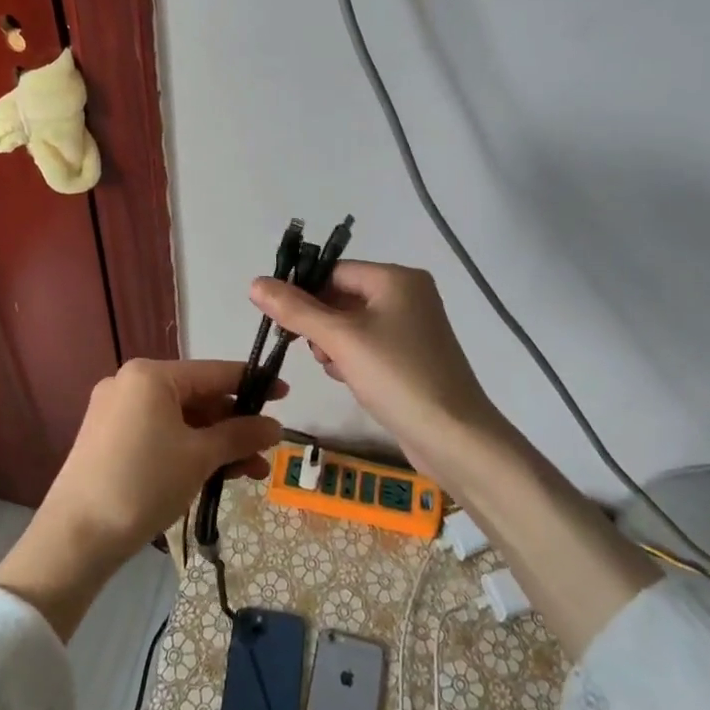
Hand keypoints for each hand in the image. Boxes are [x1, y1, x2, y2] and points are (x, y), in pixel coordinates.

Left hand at [0, 359, 282, 638]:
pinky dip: (188, 451)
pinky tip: (215, 474)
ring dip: (216, 444)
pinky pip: (160, 434)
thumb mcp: (199, 457)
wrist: (75, 538)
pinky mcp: (108, 439)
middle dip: (234, 426)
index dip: (254, 384)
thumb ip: (239, 435)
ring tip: (251, 474)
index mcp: (151, 374)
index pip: (215, 372)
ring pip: (180, 420)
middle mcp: (131, 383)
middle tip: (267, 452)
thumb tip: (275, 426)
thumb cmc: (143, 484)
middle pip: (197, 398)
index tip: (285, 394)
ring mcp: (116, 411)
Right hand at [256, 264, 658, 653]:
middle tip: (303, 346)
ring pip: (353, 324)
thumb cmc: (397, 377)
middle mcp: (408, 295)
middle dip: (319, 322)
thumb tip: (255, 283)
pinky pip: (369, 346)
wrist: (454, 438)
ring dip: (332, 343)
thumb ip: (296, 310)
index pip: (335, 271)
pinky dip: (351, 358)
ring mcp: (413, 328)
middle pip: (343, 296)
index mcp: (397, 279)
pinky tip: (346, 378)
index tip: (277, 318)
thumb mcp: (340, 340)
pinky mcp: (412, 358)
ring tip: (331, 365)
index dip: (303, 290)